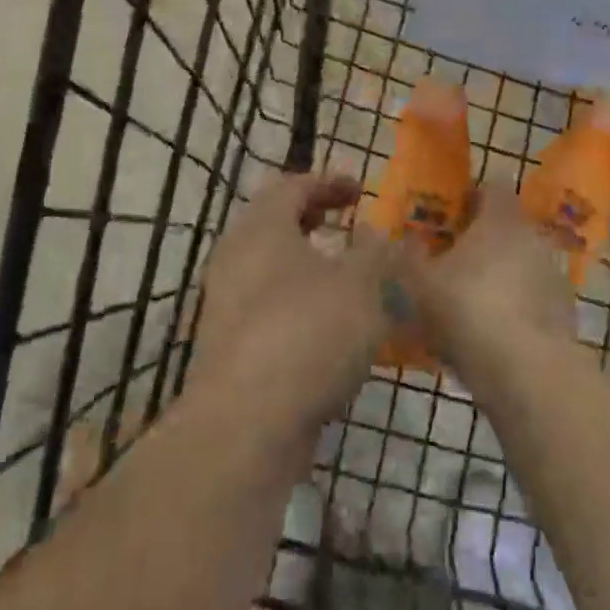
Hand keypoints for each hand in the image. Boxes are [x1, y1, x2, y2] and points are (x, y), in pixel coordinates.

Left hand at [189, 172, 391, 440]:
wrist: (247, 426)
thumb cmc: (308, 333)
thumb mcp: (362, 284)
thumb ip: (379, 253)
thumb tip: (383, 236)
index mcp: (262, 229)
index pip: (291, 186)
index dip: (328, 182)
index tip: (361, 190)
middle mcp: (235, 260)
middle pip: (274, 225)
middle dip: (314, 221)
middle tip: (348, 226)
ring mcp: (226, 307)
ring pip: (271, 270)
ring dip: (309, 266)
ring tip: (348, 278)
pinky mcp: (230, 350)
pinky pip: (269, 310)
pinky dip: (300, 305)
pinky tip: (332, 330)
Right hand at [397, 185, 573, 383]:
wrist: (525, 369)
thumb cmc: (467, 310)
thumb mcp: (420, 283)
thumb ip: (410, 256)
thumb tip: (407, 239)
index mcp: (500, 218)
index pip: (493, 186)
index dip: (474, 196)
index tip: (455, 214)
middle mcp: (532, 236)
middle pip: (508, 226)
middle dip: (485, 240)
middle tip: (456, 262)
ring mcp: (553, 273)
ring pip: (523, 263)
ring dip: (503, 275)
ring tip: (474, 304)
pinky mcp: (565, 310)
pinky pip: (535, 298)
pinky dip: (519, 307)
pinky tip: (498, 335)